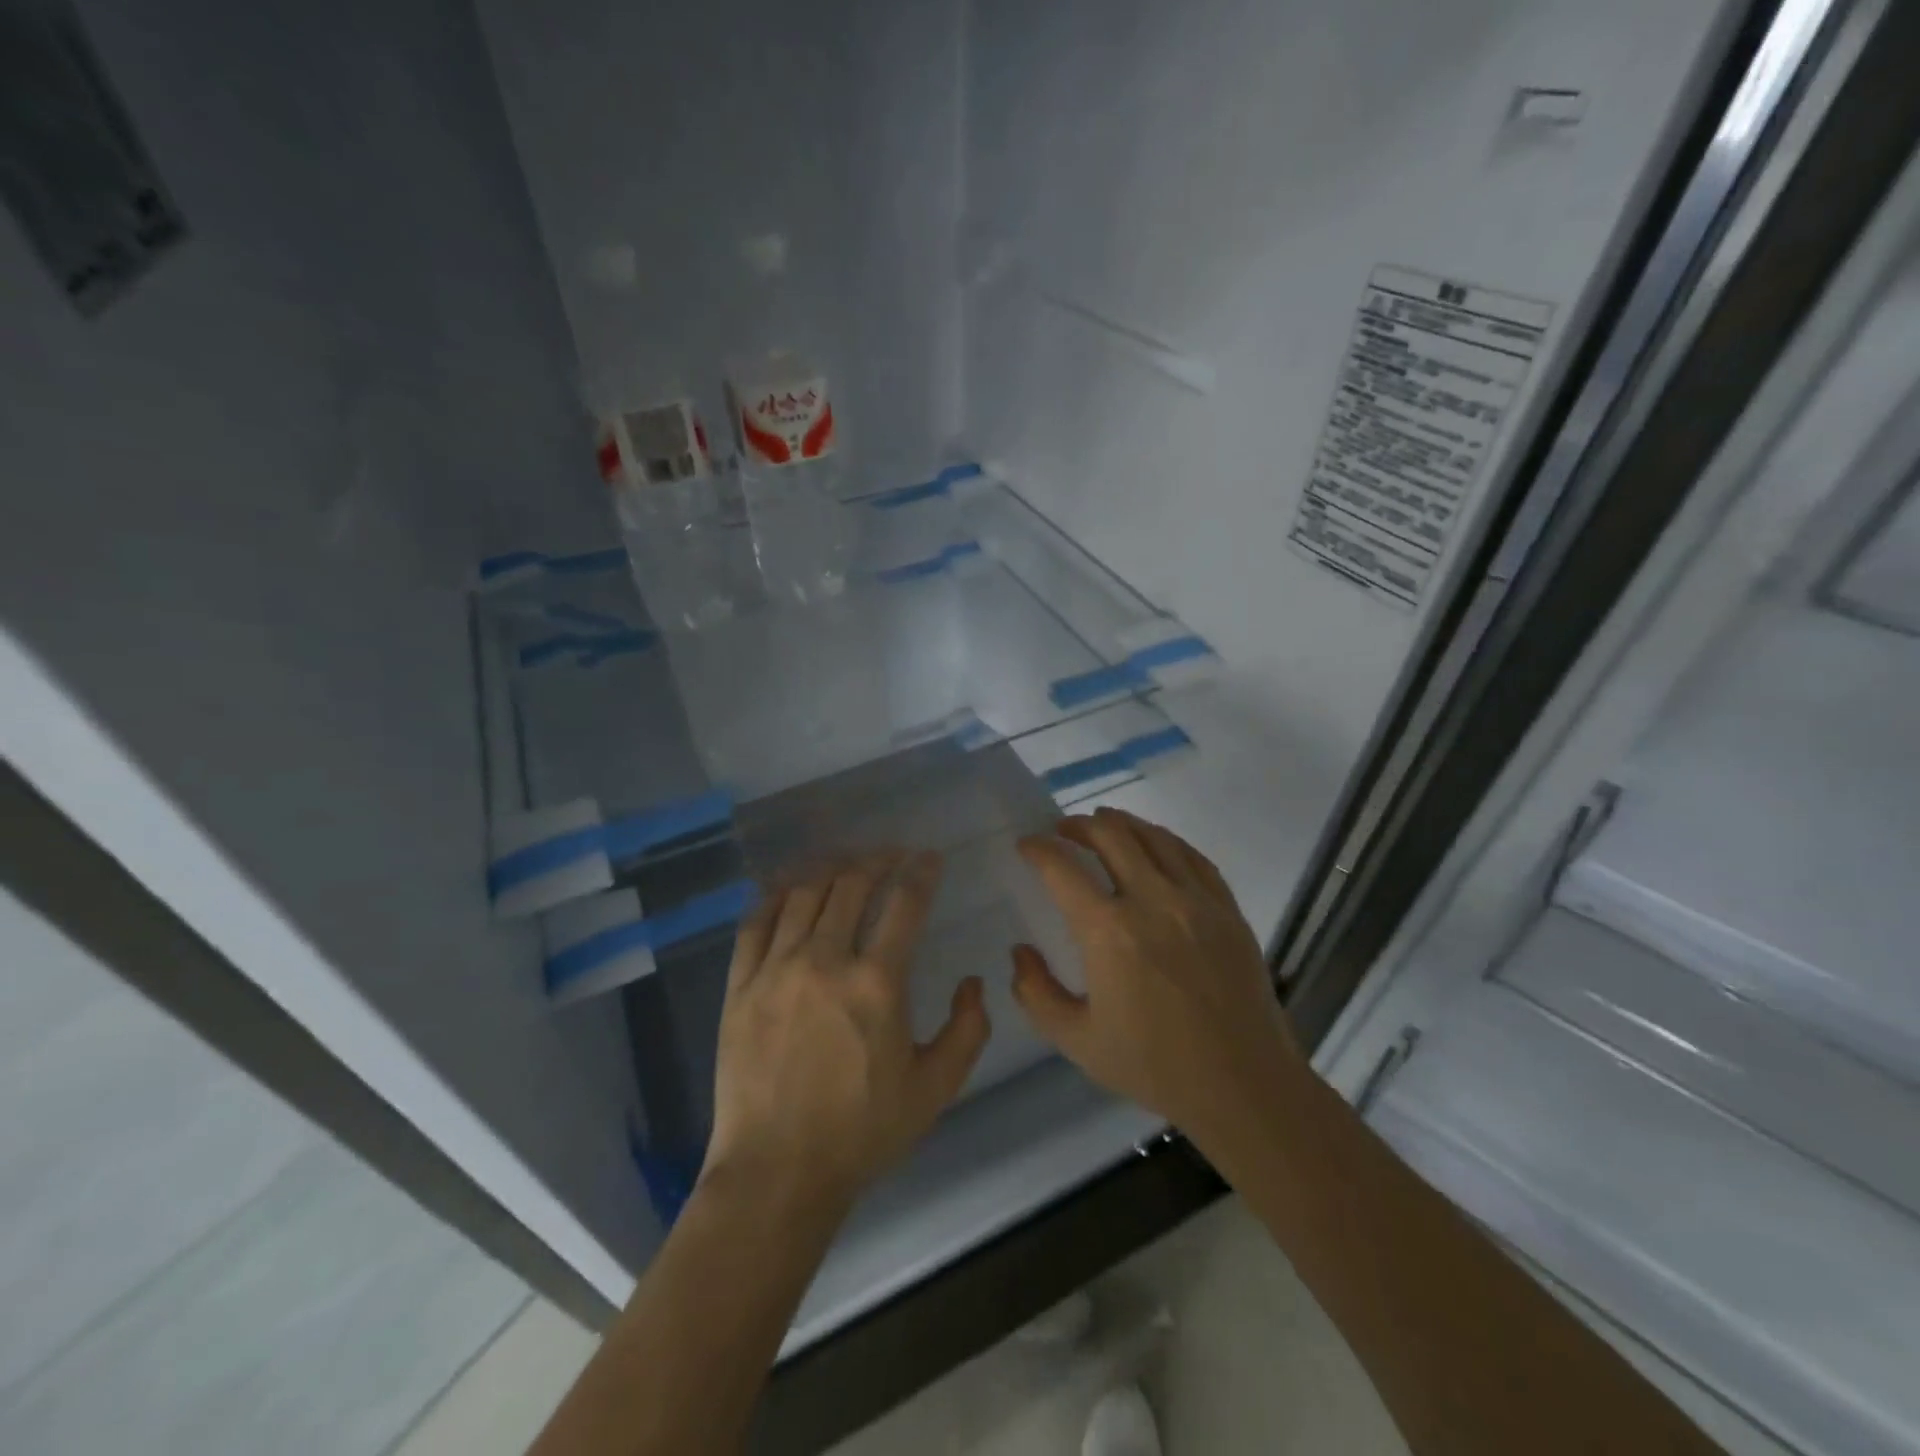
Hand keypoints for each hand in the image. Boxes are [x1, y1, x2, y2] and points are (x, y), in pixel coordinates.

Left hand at [703, 851, 990, 1215]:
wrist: (776, 1174)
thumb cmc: (862, 1133)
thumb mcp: (935, 1089)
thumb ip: (967, 1031)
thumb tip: (972, 982)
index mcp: (877, 983)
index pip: (905, 903)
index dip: (921, 872)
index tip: (929, 858)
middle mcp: (825, 961)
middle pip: (851, 884)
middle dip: (877, 859)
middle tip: (891, 856)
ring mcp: (776, 970)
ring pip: (803, 894)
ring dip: (830, 870)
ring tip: (846, 865)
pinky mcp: (740, 986)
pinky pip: (755, 923)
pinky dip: (776, 897)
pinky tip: (789, 890)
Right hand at [1011, 808, 1305, 1148]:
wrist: (1243, 1085)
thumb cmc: (1154, 1066)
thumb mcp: (1077, 1041)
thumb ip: (1036, 993)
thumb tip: (1019, 951)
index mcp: (1108, 932)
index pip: (1062, 867)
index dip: (1038, 848)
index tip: (1027, 844)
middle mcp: (1151, 901)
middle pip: (1110, 835)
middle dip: (1078, 825)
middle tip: (1063, 830)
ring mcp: (1195, 900)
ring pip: (1153, 837)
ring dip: (1121, 823)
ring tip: (1104, 824)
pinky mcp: (1226, 908)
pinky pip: (1192, 856)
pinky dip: (1165, 840)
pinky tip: (1156, 844)